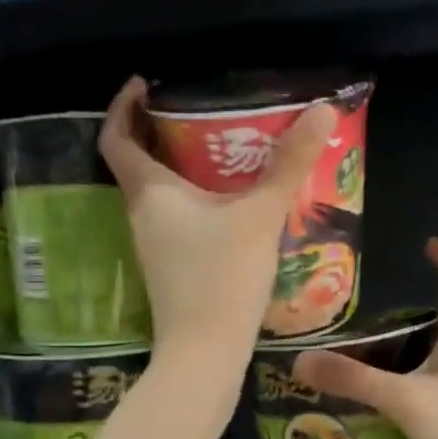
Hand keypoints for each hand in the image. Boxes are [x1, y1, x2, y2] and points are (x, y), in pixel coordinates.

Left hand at [99, 77, 334, 370]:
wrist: (205, 354)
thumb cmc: (222, 277)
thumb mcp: (260, 215)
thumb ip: (289, 163)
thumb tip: (321, 108)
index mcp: (149, 192)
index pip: (116, 137)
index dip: (123, 106)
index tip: (145, 84)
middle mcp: (142, 214)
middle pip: (139, 161)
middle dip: (163, 131)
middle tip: (201, 111)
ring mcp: (154, 244)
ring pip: (159, 192)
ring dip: (182, 166)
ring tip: (224, 149)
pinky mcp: (171, 266)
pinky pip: (176, 216)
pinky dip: (196, 197)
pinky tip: (233, 200)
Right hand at [293, 239, 437, 438]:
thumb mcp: (405, 399)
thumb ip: (353, 380)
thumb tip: (300, 361)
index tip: (429, 246)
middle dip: (414, 319)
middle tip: (370, 323)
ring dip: (408, 361)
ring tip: (366, 365)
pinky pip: (435, 399)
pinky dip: (411, 397)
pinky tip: (384, 413)